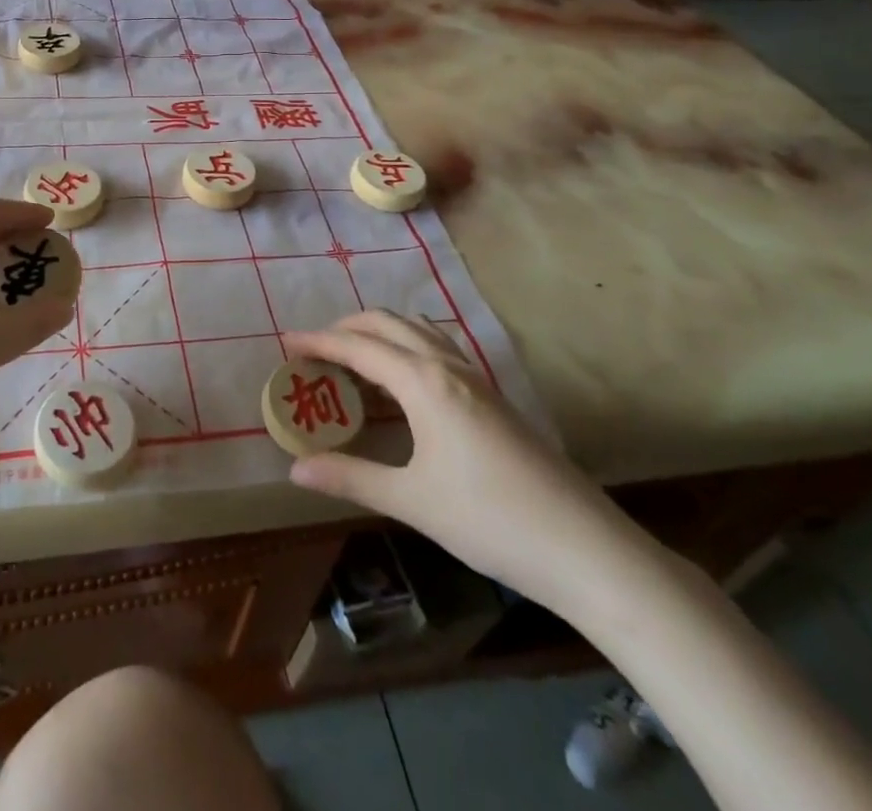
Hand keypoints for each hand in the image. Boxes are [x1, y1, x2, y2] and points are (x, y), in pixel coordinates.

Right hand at [283, 311, 656, 619]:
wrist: (585, 547)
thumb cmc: (490, 519)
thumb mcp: (412, 500)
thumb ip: (351, 477)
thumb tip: (295, 469)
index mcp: (424, 383)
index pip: (359, 347)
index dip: (319, 342)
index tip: (286, 342)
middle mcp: (448, 367)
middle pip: (388, 324)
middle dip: (347, 327)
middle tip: (315, 349)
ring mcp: (476, 379)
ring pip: (417, 332)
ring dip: (380, 333)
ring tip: (353, 359)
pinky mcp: (493, 397)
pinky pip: (437, 351)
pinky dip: (407, 348)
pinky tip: (403, 383)